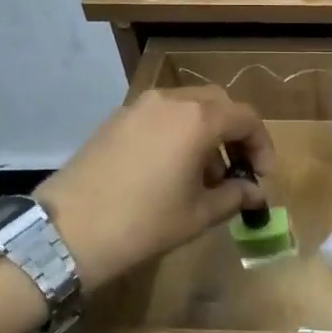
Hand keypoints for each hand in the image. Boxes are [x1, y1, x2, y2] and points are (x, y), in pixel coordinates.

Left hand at [35, 87, 275, 292]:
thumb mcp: (198, 214)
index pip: (246, 118)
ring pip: (188, 106)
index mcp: (199, 119)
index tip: (263, 177)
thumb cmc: (144, 222)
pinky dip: (178, 131)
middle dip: (235, 133)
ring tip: (204, 174)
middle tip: (239, 168)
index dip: (262, 146)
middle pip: (219, 104)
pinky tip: (171, 168)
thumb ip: (234, 196)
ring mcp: (140, 106)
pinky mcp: (116, 118)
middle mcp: (172, 101)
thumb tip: (255, 192)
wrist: (67, 231)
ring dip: (206, 131)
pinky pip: (161, 115)